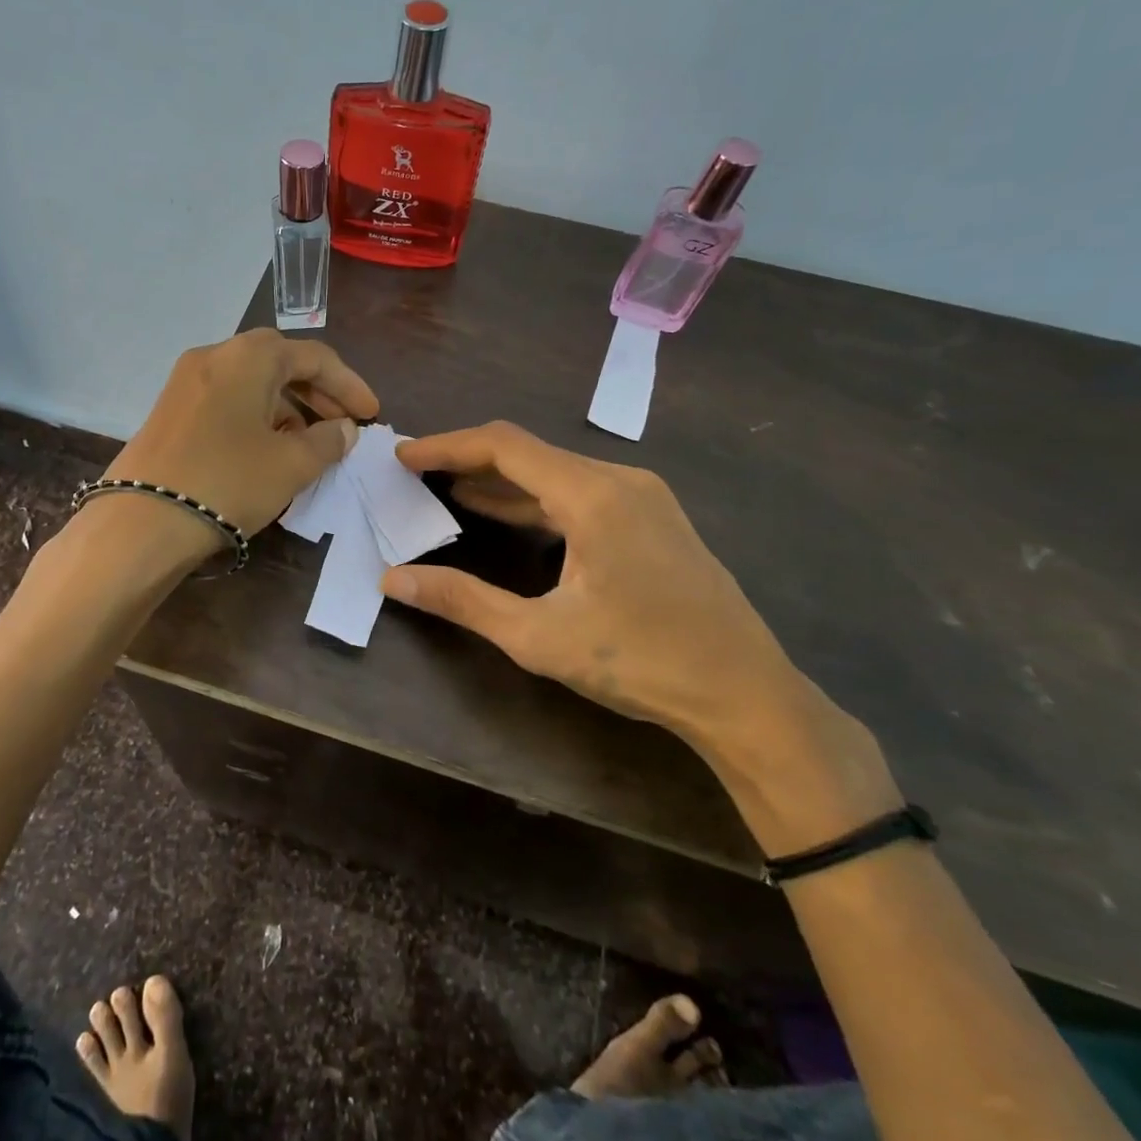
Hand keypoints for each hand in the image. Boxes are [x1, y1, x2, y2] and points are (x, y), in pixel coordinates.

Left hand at [106, 329, 378, 539]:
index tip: (372, 415)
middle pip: (280, 362)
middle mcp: (216, 356)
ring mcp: (187, 381)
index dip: (349, 385)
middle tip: (343, 425)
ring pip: (252, 382)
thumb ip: (328, 441)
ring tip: (310, 443)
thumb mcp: (291, 464)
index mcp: (249, 356)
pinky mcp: (171, 409)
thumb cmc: (228, 482)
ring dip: (288, 406)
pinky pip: (228, 400)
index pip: (314, 357)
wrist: (143, 521)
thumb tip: (344, 429)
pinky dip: (257, 416)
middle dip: (318, 392)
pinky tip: (268, 448)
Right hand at [381, 421, 811, 748]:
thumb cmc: (642, 662)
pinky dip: (535, 500)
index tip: (403, 456)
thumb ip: (462, 601)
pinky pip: (580, 493)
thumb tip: (393, 580)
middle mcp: (620, 480)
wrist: (747, 695)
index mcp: (593, 495)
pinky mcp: (654, 519)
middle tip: (418, 473)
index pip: (504, 446)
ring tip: (448, 490)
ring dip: (501, 482)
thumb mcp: (539, 636)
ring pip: (555, 473)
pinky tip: (508, 517)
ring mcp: (643, 497)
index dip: (447, 445)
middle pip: (529, 452)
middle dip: (468, 460)